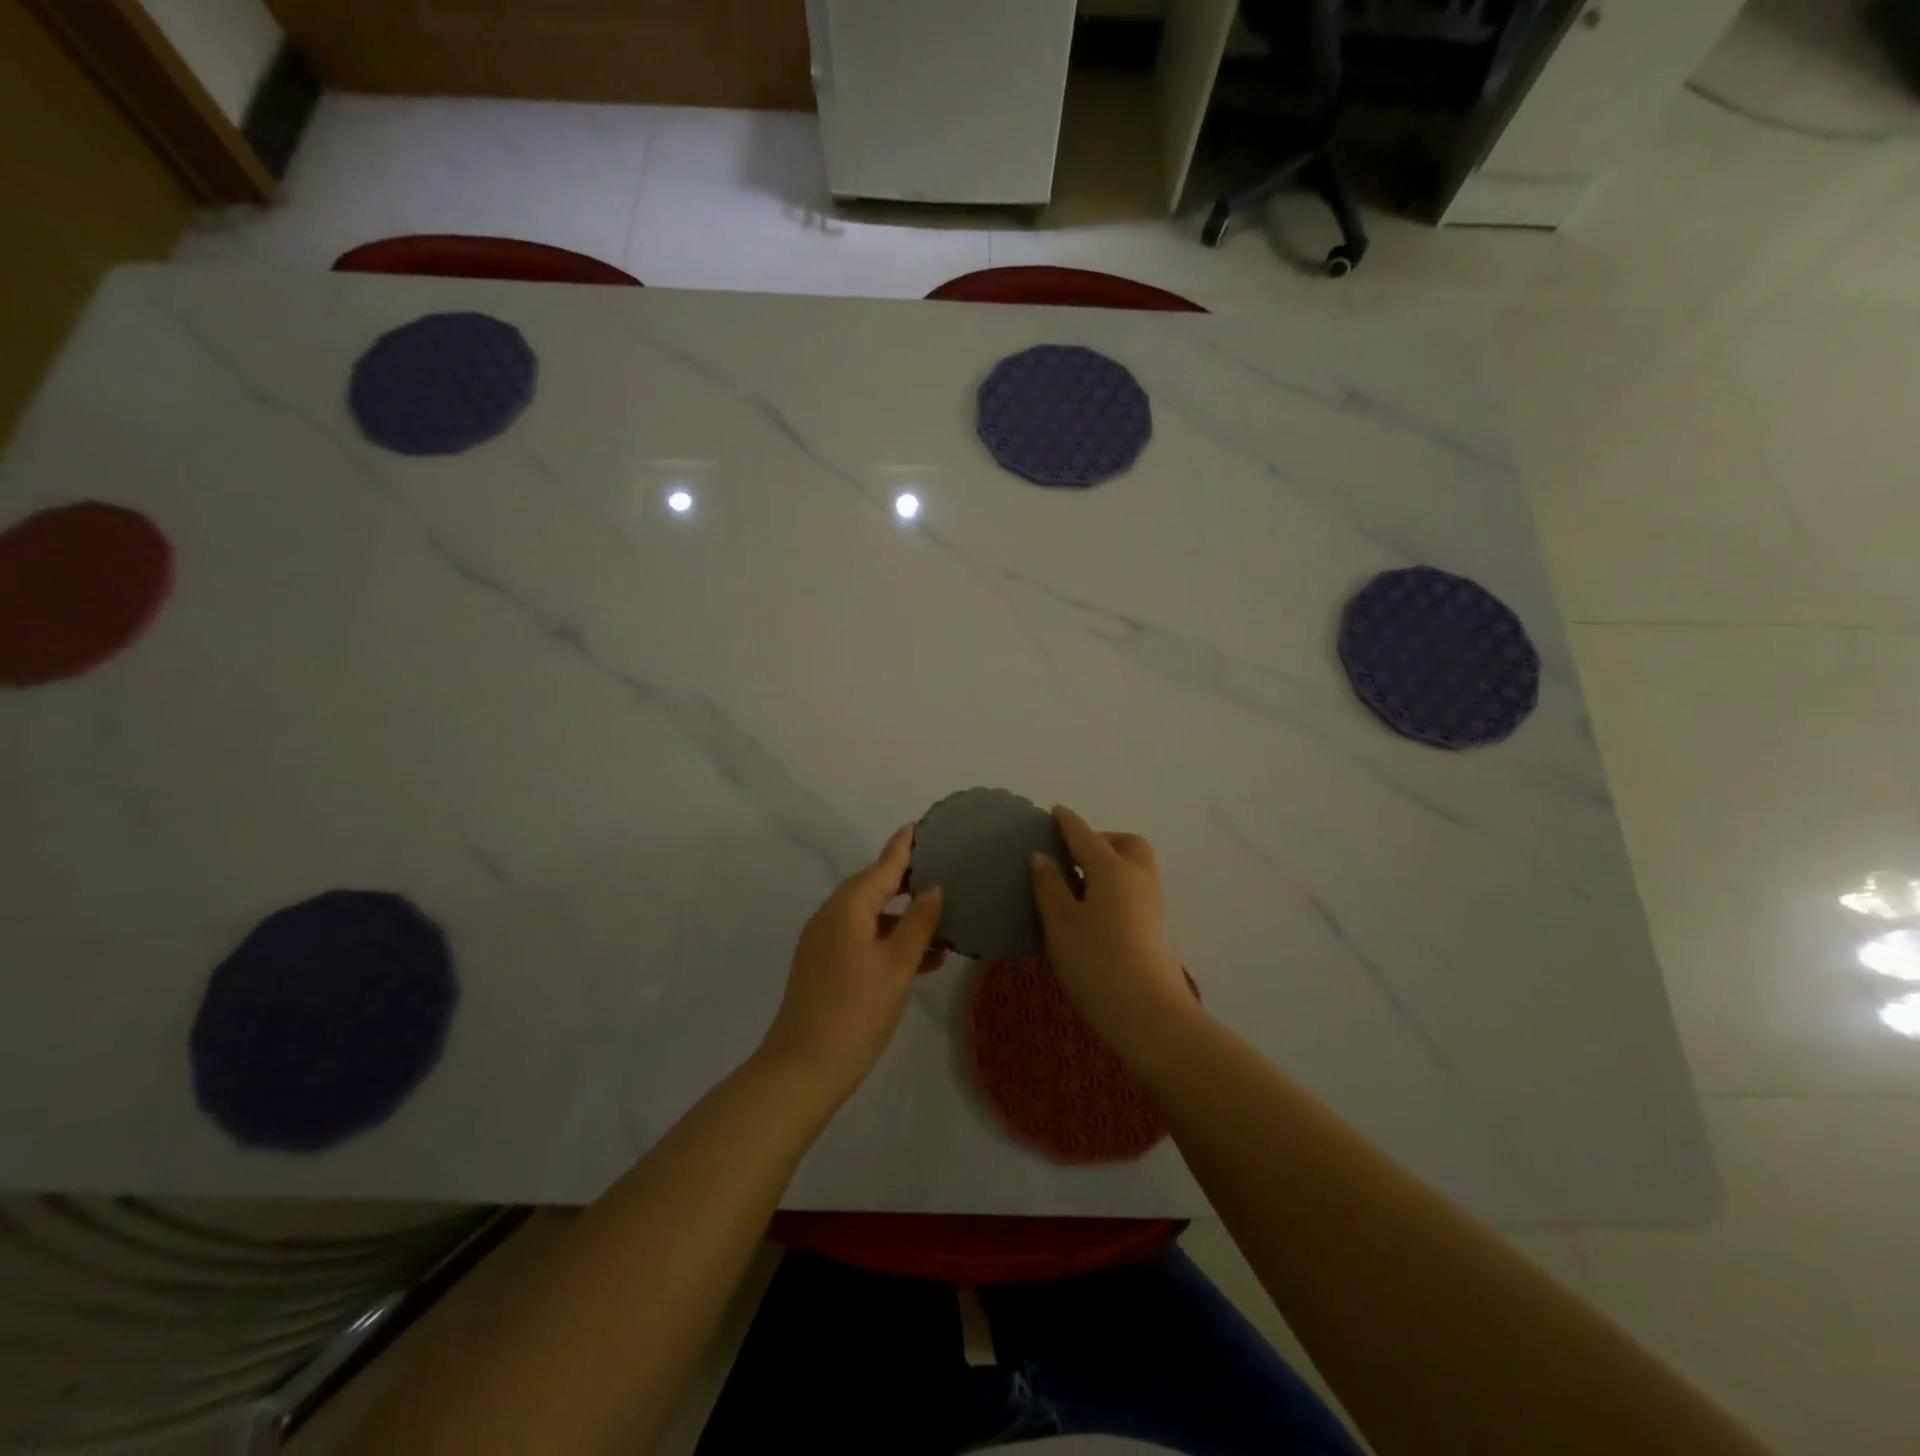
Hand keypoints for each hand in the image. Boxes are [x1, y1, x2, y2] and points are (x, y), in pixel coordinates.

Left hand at [757, 825, 944, 1106]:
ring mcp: (825, 943)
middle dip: (907, 882)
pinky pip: (863, 940)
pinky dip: (890, 942)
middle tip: (942, 871)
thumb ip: (919, 923)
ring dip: (904, 919)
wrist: (803, 1068)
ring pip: (871, 918)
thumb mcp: (898, 964)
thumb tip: (933, 888)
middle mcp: (832, 916)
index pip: (883, 866)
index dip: (903, 847)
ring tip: (944, 923)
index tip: (918, 825)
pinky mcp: (825, 967)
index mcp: (848, 906)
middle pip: (874, 888)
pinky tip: (923, 959)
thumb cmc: (857, 1009)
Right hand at [1030, 806, 1193, 1049]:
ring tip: (1083, 883)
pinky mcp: (1159, 928)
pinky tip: (1098, 910)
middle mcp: (1139, 878)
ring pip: (1137, 867)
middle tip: (1076, 854)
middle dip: (1104, 839)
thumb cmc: (1096, 961)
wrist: (1149, 1014)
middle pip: (1127, 844)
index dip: (1068, 822)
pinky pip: (1138, 890)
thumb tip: (1042, 857)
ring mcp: (1154, 904)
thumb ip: (1049, 886)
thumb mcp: (1061, 923)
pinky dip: (1119, 886)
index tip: (1056, 811)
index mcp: (1112, 869)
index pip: (1086, 836)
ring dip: (1114, 863)